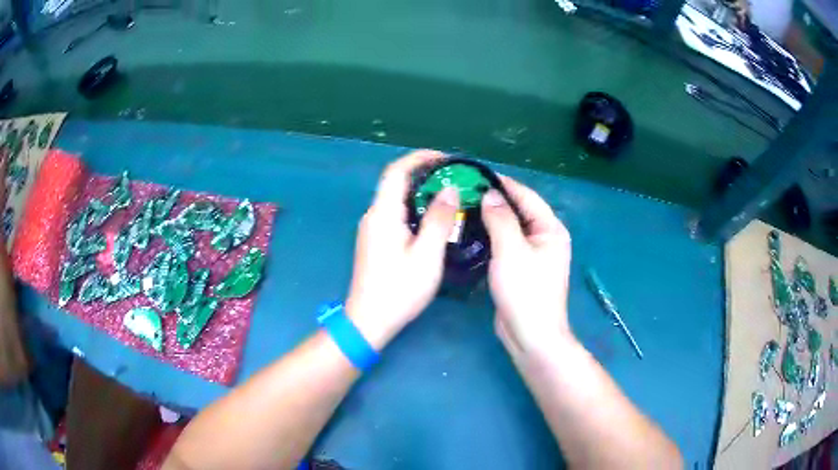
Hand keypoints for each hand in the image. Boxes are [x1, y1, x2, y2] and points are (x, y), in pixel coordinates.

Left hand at [346, 150, 459, 349]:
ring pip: (396, 198)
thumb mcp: (427, 255)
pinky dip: (414, 208)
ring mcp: (372, 229)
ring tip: (449, 195)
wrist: (368, 321)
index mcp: (383, 213)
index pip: (397, 171)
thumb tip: (449, 190)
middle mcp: (373, 215)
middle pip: (396, 182)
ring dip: (420, 191)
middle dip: (424, 173)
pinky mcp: (375, 241)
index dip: (421, 158)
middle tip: (454, 177)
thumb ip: (439, 219)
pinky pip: (395, 213)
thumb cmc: (399, 290)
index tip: (447, 158)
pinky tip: (433, 219)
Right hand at [482, 176, 573, 357]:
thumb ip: (500, 218)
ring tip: (465, 206)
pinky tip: (471, 232)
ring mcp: (534, 254)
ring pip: (511, 228)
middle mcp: (545, 238)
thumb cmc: (526, 291)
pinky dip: (491, 236)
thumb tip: (489, 194)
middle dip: (495, 200)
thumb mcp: (511, 250)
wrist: (530, 335)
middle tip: (466, 190)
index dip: (503, 183)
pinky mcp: (521, 268)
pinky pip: (506, 244)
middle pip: (519, 210)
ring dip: (491, 217)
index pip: (526, 196)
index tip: (477, 174)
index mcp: (551, 229)